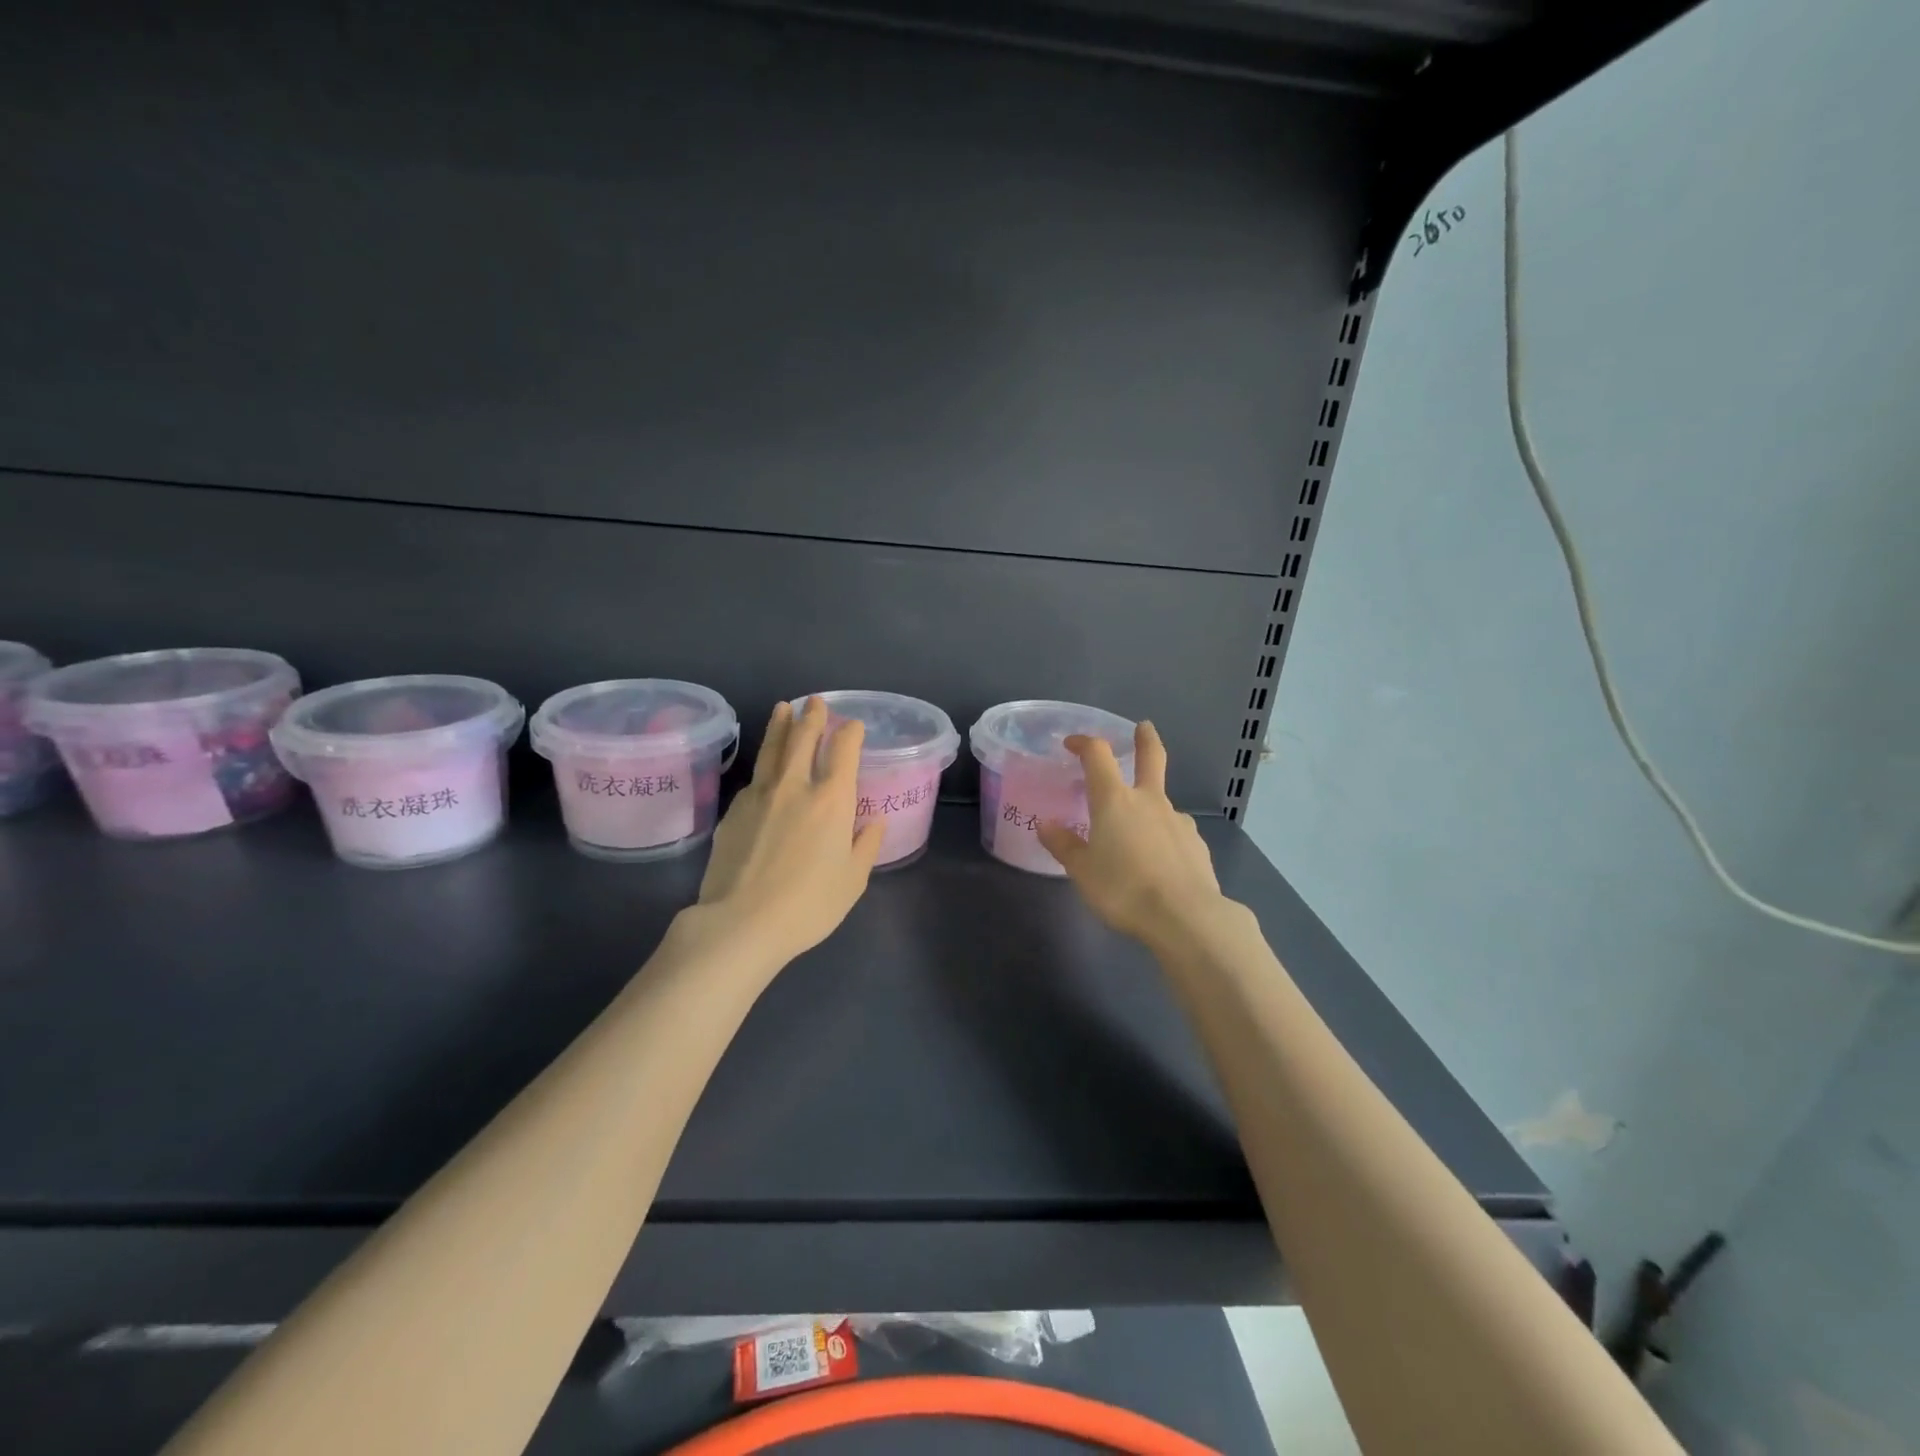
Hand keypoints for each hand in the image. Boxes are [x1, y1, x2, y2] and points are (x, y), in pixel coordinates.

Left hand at [695, 697, 884, 963]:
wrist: (741, 922)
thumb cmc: (808, 905)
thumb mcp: (852, 881)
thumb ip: (865, 846)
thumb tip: (873, 821)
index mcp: (831, 800)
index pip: (843, 751)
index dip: (849, 733)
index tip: (853, 725)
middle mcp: (795, 787)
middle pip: (803, 739)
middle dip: (812, 717)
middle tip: (814, 702)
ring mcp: (760, 795)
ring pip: (772, 750)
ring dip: (780, 726)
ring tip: (783, 708)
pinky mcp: (734, 811)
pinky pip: (754, 778)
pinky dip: (764, 764)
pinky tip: (764, 767)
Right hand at [1037, 722, 1230, 950]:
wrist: (1186, 917)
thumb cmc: (1124, 889)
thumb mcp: (1082, 871)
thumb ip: (1064, 845)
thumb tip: (1046, 826)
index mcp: (1114, 800)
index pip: (1098, 755)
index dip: (1084, 743)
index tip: (1072, 744)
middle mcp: (1148, 801)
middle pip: (1151, 757)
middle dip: (1145, 739)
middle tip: (1144, 727)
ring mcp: (1177, 820)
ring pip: (1161, 801)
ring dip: (1148, 804)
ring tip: (1135, 834)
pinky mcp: (1196, 844)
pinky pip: (1175, 830)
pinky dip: (1164, 835)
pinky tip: (1160, 859)